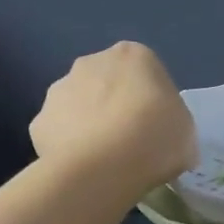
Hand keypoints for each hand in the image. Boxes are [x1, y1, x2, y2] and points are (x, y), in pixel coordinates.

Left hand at [30, 42, 196, 193]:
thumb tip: (164, 136)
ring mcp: (59, 90)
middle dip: (115, 105)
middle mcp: (91, 62)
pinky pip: (59, 133)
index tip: (158, 125)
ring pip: (79, 105)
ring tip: (106, 159)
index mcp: (134, 55)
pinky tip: (83, 168)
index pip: (146, 72)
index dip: (153, 100)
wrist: (102, 167)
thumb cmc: (155, 138)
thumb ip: (173, 123)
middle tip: (132, 141)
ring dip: (90, 123)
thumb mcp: (186, 131)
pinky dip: (69, 147)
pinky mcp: (38, 121)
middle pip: (107, 82)